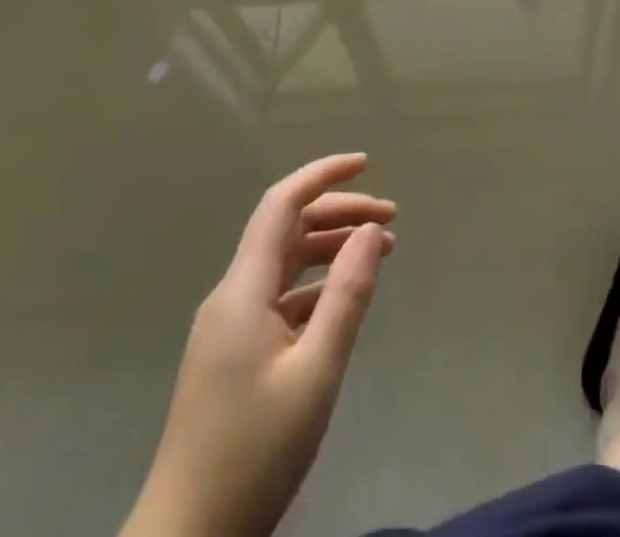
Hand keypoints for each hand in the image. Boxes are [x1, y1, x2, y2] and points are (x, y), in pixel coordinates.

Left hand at [122, 153, 396, 536]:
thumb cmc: (253, 455)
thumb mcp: (315, 372)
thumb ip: (346, 294)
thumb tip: (371, 230)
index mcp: (242, 292)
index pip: (281, 204)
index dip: (322, 175)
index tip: (367, 164)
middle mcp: (230, 298)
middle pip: (286, 230)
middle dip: (339, 213)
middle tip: (392, 219)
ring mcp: (228, 329)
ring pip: (284, 263)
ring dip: (330, 248)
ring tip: (381, 252)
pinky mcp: (232, 357)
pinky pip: (279, 298)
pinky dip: (316, 285)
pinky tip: (345, 301)